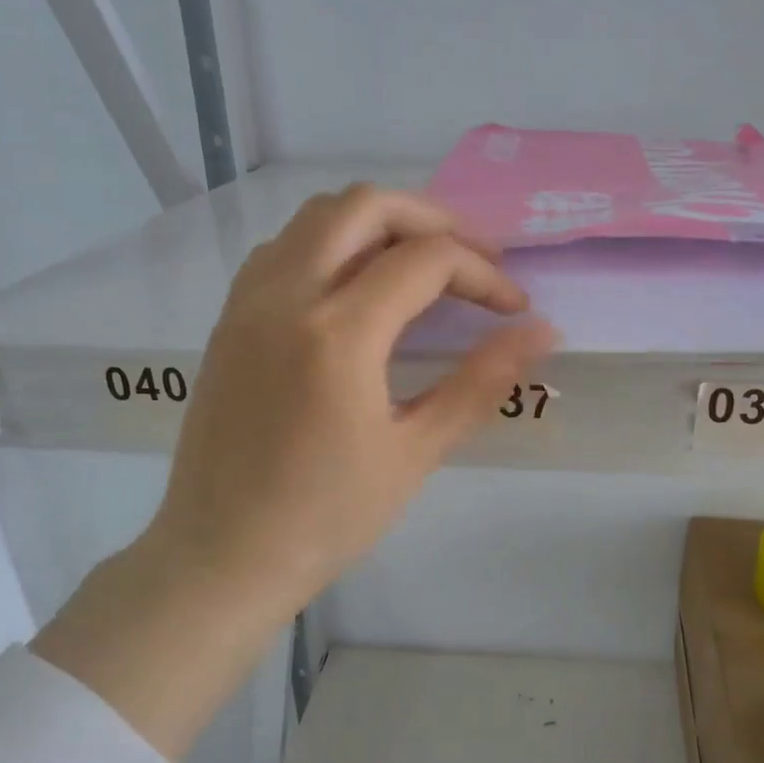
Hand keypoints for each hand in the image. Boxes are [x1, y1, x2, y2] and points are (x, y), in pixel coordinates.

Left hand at [39, 184, 555, 757]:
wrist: (221, 556)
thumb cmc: (326, 518)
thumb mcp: (415, 452)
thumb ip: (481, 382)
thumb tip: (542, 331)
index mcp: (337, 333)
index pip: (426, 261)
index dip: (483, 274)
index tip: (514, 308)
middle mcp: (286, 296)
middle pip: (366, 206)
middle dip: (433, 220)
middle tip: (474, 261)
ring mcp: (248, 302)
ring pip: (317, 216)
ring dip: (379, 224)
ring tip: (421, 265)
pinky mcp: (229, 319)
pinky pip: (284, 247)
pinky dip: (331, 243)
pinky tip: (356, 288)